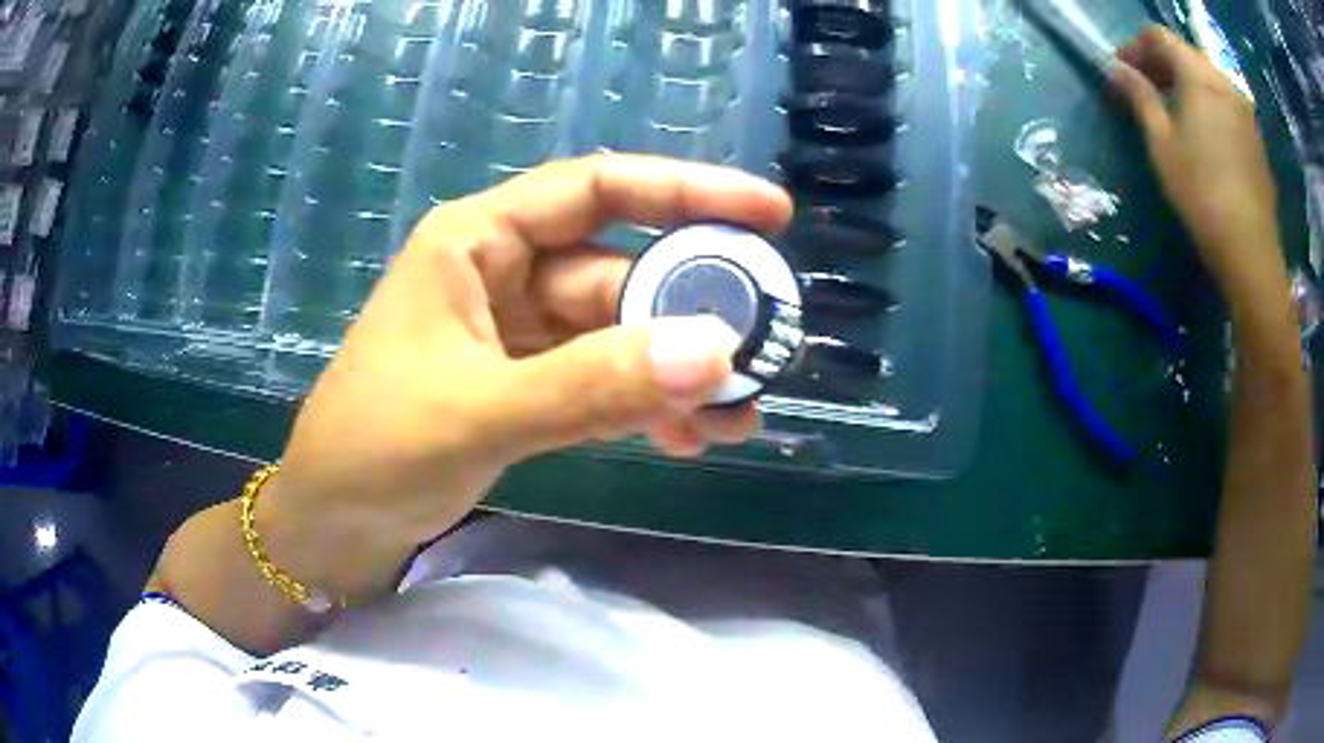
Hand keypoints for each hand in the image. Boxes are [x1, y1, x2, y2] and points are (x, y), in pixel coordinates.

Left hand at [271, 155, 790, 561]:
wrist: (330, 522)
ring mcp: (515, 334)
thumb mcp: (479, 411)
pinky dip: (642, 406)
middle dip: (690, 315)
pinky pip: (600, 382)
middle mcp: (502, 273)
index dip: (686, 192)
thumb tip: (716, 351)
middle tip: (762, 355)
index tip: (769, 215)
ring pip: (617, 336)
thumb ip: (593, 384)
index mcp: (478, 240)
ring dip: (675, 373)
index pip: (596, 190)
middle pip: (619, 273)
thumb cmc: (374, 447)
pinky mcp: (523, 387)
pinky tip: (685, 438)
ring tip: (737, 419)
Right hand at [1110, 26, 1285, 296]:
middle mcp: (1225, 83)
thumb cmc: (1201, 194)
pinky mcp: (1257, 139)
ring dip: (1188, 84)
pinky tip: (1204, 133)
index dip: (1136, 46)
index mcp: (1200, 75)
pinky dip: (1210, 105)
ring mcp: (1246, 112)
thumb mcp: (1161, 143)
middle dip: (1162, 64)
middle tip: (1146, 89)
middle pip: (1187, 54)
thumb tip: (1116, 68)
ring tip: (1176, 111)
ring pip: (1209, 79)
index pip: (1160, 37)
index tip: (1123, 70)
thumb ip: (1139, 96)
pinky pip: (1227, 104)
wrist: (1251, 253)